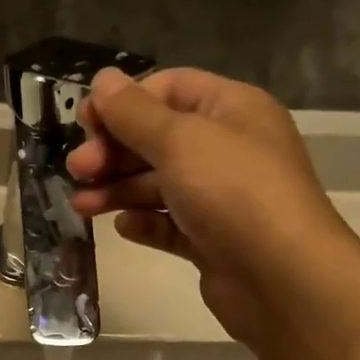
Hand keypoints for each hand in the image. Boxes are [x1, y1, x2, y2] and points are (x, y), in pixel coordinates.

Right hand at [70, 67, 350, 346]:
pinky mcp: (212, 241)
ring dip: (119, 190)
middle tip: (78, 170)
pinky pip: (170, 225)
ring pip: (159, 185)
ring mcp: (221, 198)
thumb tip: (103, 80)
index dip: (124, 103)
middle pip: (159, 140)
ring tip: (82, 206)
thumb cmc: (233, 192)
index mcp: (231, 110)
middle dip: (114, 152)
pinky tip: (124, 228)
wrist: (282, 278)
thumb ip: (135, 113)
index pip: (169, 89)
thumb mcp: (180, 141)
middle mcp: (228, 149)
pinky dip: (145, 224)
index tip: (83, 124)